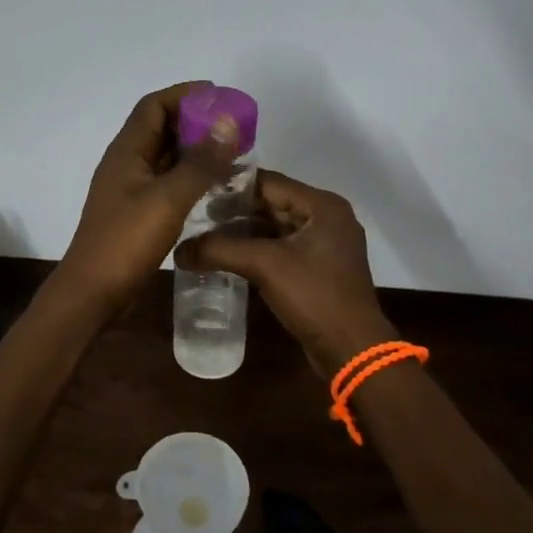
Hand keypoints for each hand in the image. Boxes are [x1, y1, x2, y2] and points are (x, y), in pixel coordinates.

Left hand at [57, 83, 239, 310]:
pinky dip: (189, 175)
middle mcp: (126, 162)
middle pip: (160, 127)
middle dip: (194, 120)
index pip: (153, 106)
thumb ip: (199, 163)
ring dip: (194, 149)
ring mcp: (130, 188)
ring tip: (230, 151)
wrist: (94, 291)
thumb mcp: (168, 199)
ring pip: (165, 155)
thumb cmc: (126, 240)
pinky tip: (214, 185)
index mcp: (127, 151)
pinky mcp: (136, 210)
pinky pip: (166, 180)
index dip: (184, 94)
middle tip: (233, 126)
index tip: (219, 95)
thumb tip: (227, 123)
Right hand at [177, 171, 395, 376]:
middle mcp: (327, 217)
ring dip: (244, 231)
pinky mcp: (320, 268)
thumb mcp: (264, 266)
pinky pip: (282, 247)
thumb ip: (219, 250)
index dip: (232, 186)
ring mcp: (326, 244)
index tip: (197, 190)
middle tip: (196, 215)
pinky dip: (257, 249)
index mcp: (322, 205)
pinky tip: (229, 257)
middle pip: (272, 203)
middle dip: (235, 210)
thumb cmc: (314, 296)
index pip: (268, 182)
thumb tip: (178, 250)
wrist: (353, 351)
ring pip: (276, 226)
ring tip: (206, 236)